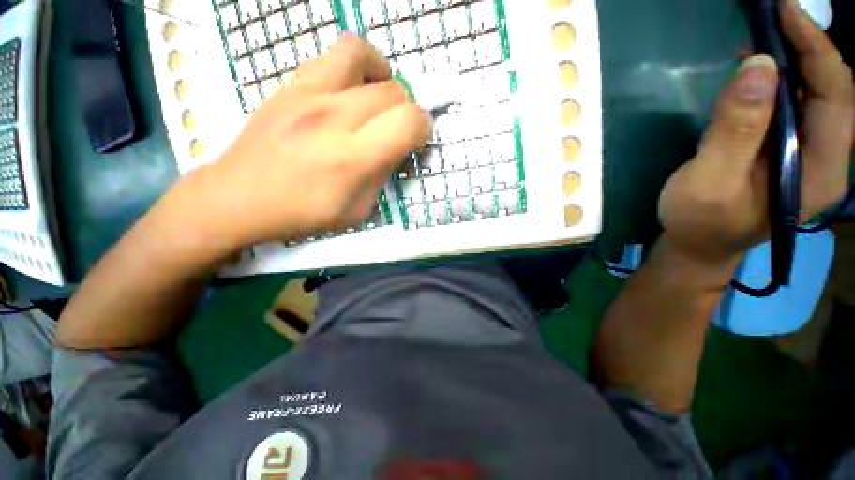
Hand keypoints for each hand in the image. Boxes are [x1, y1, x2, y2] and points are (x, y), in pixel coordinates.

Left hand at [184, 36, 431, 248]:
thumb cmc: (303, 212)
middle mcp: (333, 117)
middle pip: (394, 91)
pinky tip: (351, 89)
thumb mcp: (357, 211)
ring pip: (362, 54)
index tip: (419, 139)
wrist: (240, 196)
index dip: (424, 128)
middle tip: (398, 129)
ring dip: (382, 75)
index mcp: (353, 158)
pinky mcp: (290, 84)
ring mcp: (307, 93)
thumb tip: (395, 151)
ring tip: (378, 97)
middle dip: (408, 110)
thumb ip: (382, 177)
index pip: (409, 122)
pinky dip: (354, 66)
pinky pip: (332, 55)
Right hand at [658, 0, 852, 265]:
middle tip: (771, 17)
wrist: (699, 246)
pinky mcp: (790, 152)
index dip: (814, 46)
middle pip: (832, 89)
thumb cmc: (699, 222)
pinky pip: (796, 106)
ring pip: (815, 95)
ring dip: (793, 61)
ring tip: (761, 39)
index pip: (834, 93)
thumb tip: (758, 65)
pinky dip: (781, 81)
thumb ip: (735, 130)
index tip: (784, 10)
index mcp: (820, 171)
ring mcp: (810, 156)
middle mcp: (827, 158)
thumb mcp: (708, 181)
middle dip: (806, 47)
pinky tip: (758, 73)